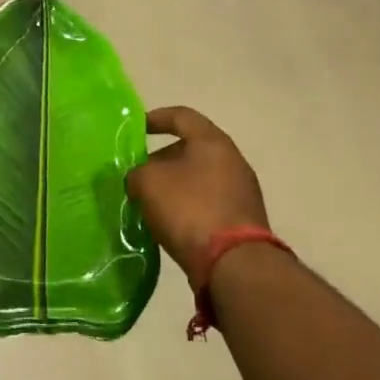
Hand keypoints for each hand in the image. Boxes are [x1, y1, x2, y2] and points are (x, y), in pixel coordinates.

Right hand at [126, 107, 269, 287]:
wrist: (234, 263)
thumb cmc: (189, 209)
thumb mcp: (148, 183)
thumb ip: (137, 173)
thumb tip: (140, 178)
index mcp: (212, 142)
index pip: (181, 116)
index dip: (156, 118)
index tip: (137, 128)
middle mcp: (232, 160)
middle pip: (191, 149)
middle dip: (162, 159)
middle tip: (138, 174)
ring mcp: (242, 190)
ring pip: (199, 177)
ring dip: (174, 185)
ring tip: (150, 201)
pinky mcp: (243, 218)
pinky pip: (208, 201)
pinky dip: (188, 205)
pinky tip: (171, 222)